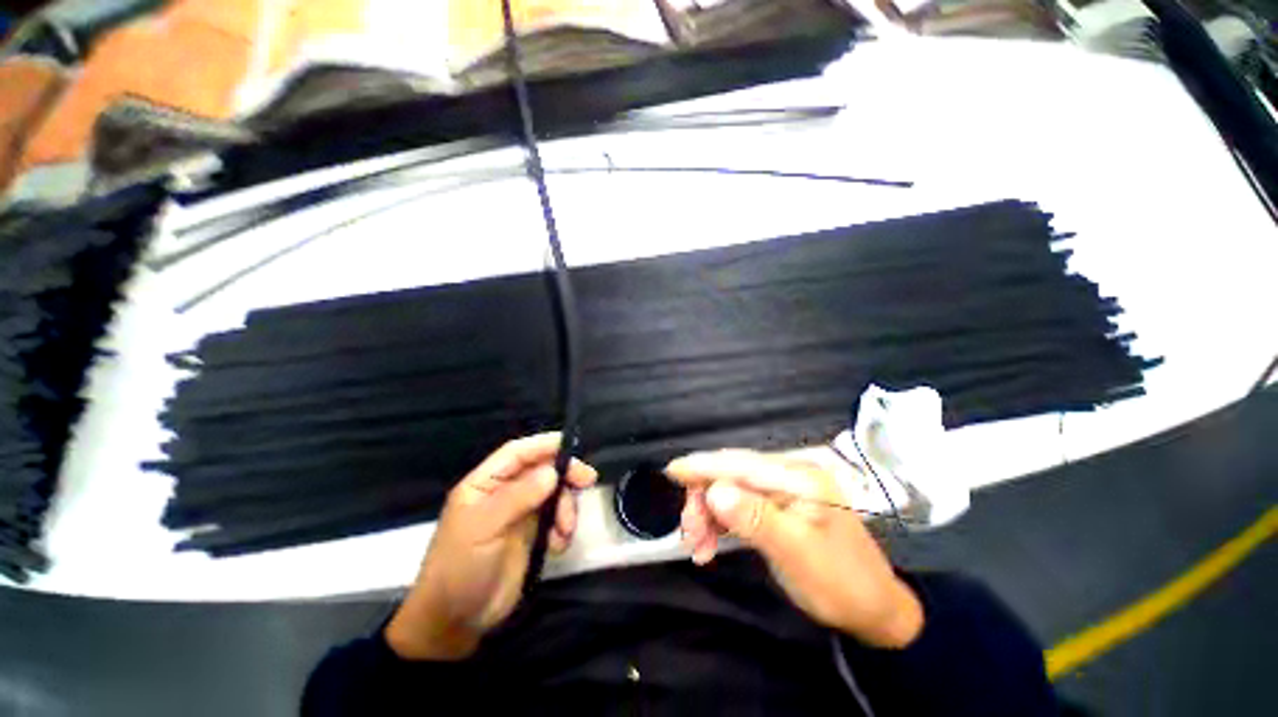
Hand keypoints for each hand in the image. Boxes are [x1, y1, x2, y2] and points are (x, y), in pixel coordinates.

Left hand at [386, 433, 596, 659]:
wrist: (456, 622)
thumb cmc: (461, 568)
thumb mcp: (484, 529)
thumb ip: (518, 497)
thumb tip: (552, 471)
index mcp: (485, 484)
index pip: (517, 452)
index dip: (544, 444)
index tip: (573, 448)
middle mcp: (504, 492)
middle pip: (542, 469)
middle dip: (565, 474)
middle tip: (588, 480)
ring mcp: (519, 513)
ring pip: (553, 493)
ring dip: (566, 507)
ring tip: (565, 531)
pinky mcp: (532, 534)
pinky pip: (556, 518)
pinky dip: (563, 527)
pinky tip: (559, 545)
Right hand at [666, 449, 923, 648]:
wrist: (875, 610)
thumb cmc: (840, 583)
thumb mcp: (796, 555)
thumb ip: (755, 519)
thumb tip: (714, 491)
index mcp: (798, 478)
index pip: (740, 464)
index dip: (703, 465)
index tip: (671, 470)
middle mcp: (789, 475)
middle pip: (732, 474)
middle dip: (704, 499)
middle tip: (689, 533)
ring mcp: (785, 490)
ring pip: (732, 490)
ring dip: (710, 513)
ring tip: (698, 545)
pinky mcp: (780, 506)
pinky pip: (741, 505)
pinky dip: (722, 521)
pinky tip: (712, 542)